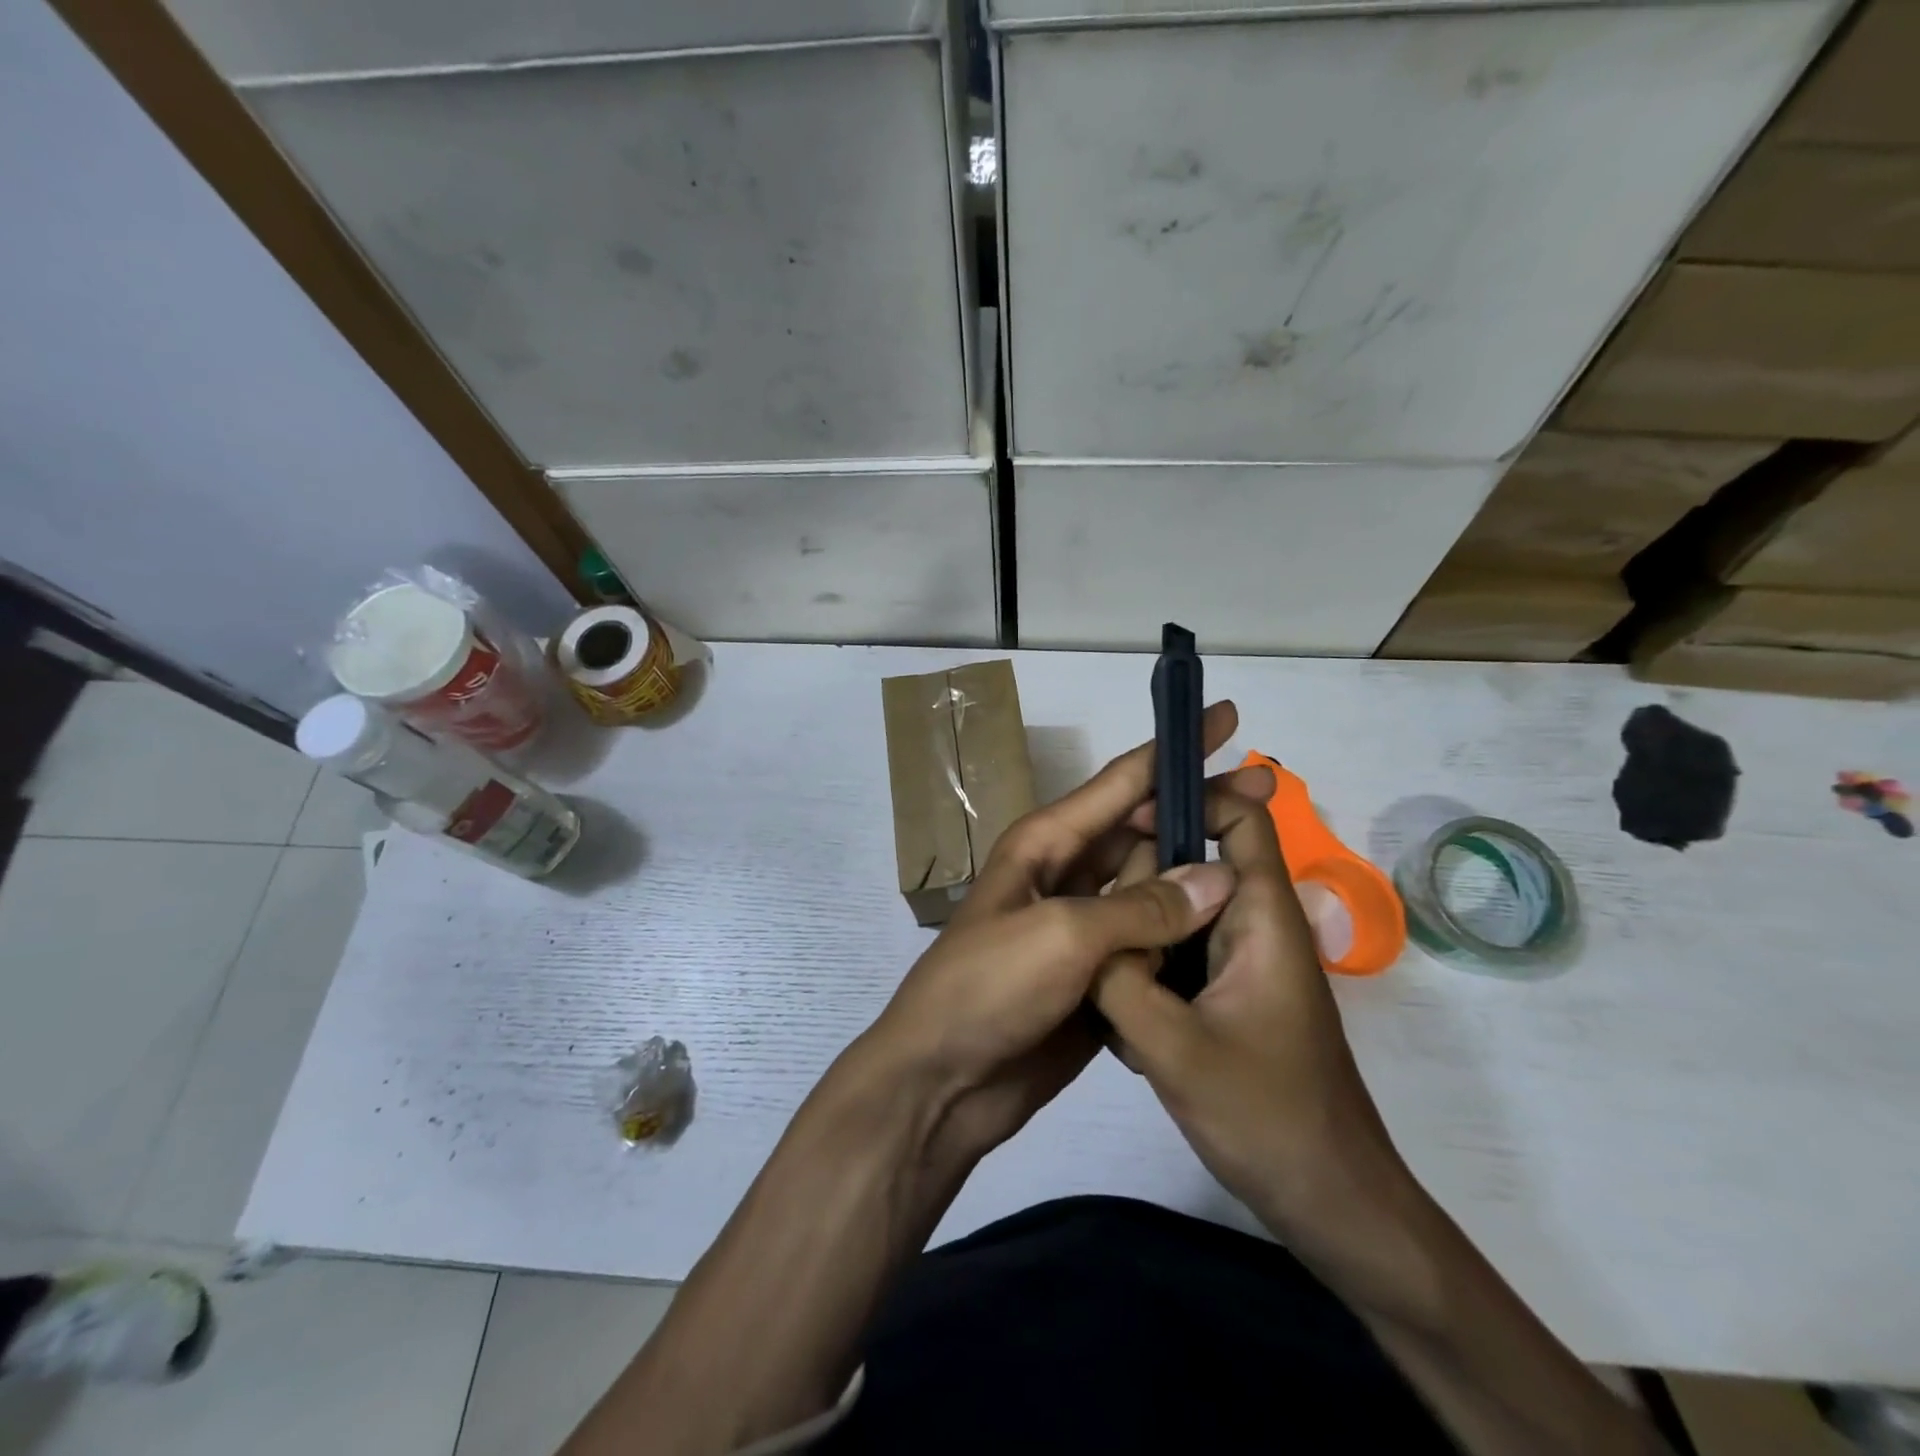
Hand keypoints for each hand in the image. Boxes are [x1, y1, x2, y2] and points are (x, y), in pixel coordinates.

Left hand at [850, 703, 1249, 1167]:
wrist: (942, 1081)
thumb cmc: (989, 989)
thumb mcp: (1063, 936)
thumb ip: (1143, 907)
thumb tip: (1220, 877)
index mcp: (1047, 843)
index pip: (1123, 781)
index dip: (1175, 748)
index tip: (1224, 715)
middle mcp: (1065, 873)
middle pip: (1143, 828)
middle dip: (1198, 808)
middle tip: (1268, 789)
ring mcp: (1080, 924)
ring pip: (1150, 884)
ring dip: (1196, 872)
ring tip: (1259, 859)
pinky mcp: (1095, 972)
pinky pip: (1149, 938)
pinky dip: (1183, 929)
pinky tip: (1230, 926)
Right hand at [1092, 773, 1425, 1303]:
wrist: (1331, 1205)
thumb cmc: (1267, 1118)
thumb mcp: (1175, 1048)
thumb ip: (1120, 980)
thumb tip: (1080, 936)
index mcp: (1263, 917)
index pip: (1240, 819)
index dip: (1189, 801)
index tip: (1125, 821)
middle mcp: (1254, 927)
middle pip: (1195, 866)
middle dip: (1140, 876)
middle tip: (1084, 904)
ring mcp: (1240, 964)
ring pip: (1177, 916)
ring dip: (1136, 931)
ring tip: (1091, 966)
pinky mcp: (1227, 997)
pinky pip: (1177, 958)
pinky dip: (1144, 970)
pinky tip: (1115, 1016)